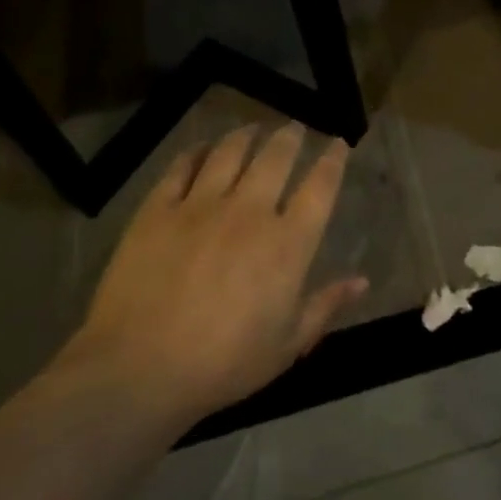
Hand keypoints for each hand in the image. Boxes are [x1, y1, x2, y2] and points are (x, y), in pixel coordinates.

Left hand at [59, 123, 366, 426]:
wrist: (138, 370)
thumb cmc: (223, 364)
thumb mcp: (287, 345)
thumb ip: (325, 306)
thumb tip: (362, 280)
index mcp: (287, 243)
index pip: (320, 187)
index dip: (333, 160)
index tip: (339, 143)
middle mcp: (249, 212)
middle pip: (275, 157)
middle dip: (290, 137)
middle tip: (294, 128)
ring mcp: (200, 206)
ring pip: (229, 153)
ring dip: (245, 136)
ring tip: (252, 128)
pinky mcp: (157, 210)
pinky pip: (180, 168)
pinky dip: (195, 152)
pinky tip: (201, 148)